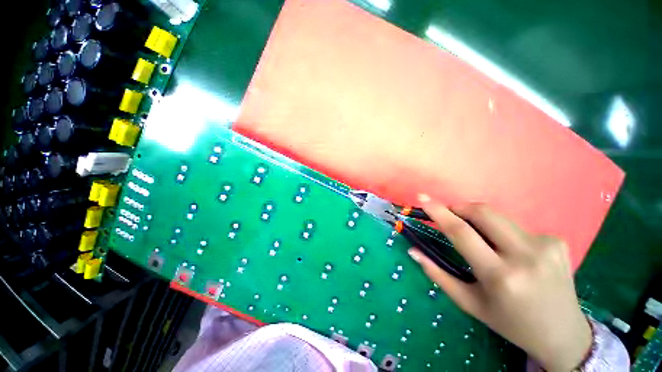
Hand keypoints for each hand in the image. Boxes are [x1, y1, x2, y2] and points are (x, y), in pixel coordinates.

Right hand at [408, 197, 591, 371]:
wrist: (563, 334)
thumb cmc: (509, 322)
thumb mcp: (469, 303)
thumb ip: (438, 274)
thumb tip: (413, 251)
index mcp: (500, 276)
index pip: (462, 233)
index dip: (439, 212)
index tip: (423, 198)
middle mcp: (526, 256)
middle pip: (483, 213)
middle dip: (459, 208)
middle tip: (449, 216)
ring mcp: (546, 245)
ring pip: (498, 216)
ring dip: (479, 221)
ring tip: (480, 240)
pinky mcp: (558, 241)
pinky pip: (515, 227)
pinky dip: (501, 232)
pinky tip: (510, 252)